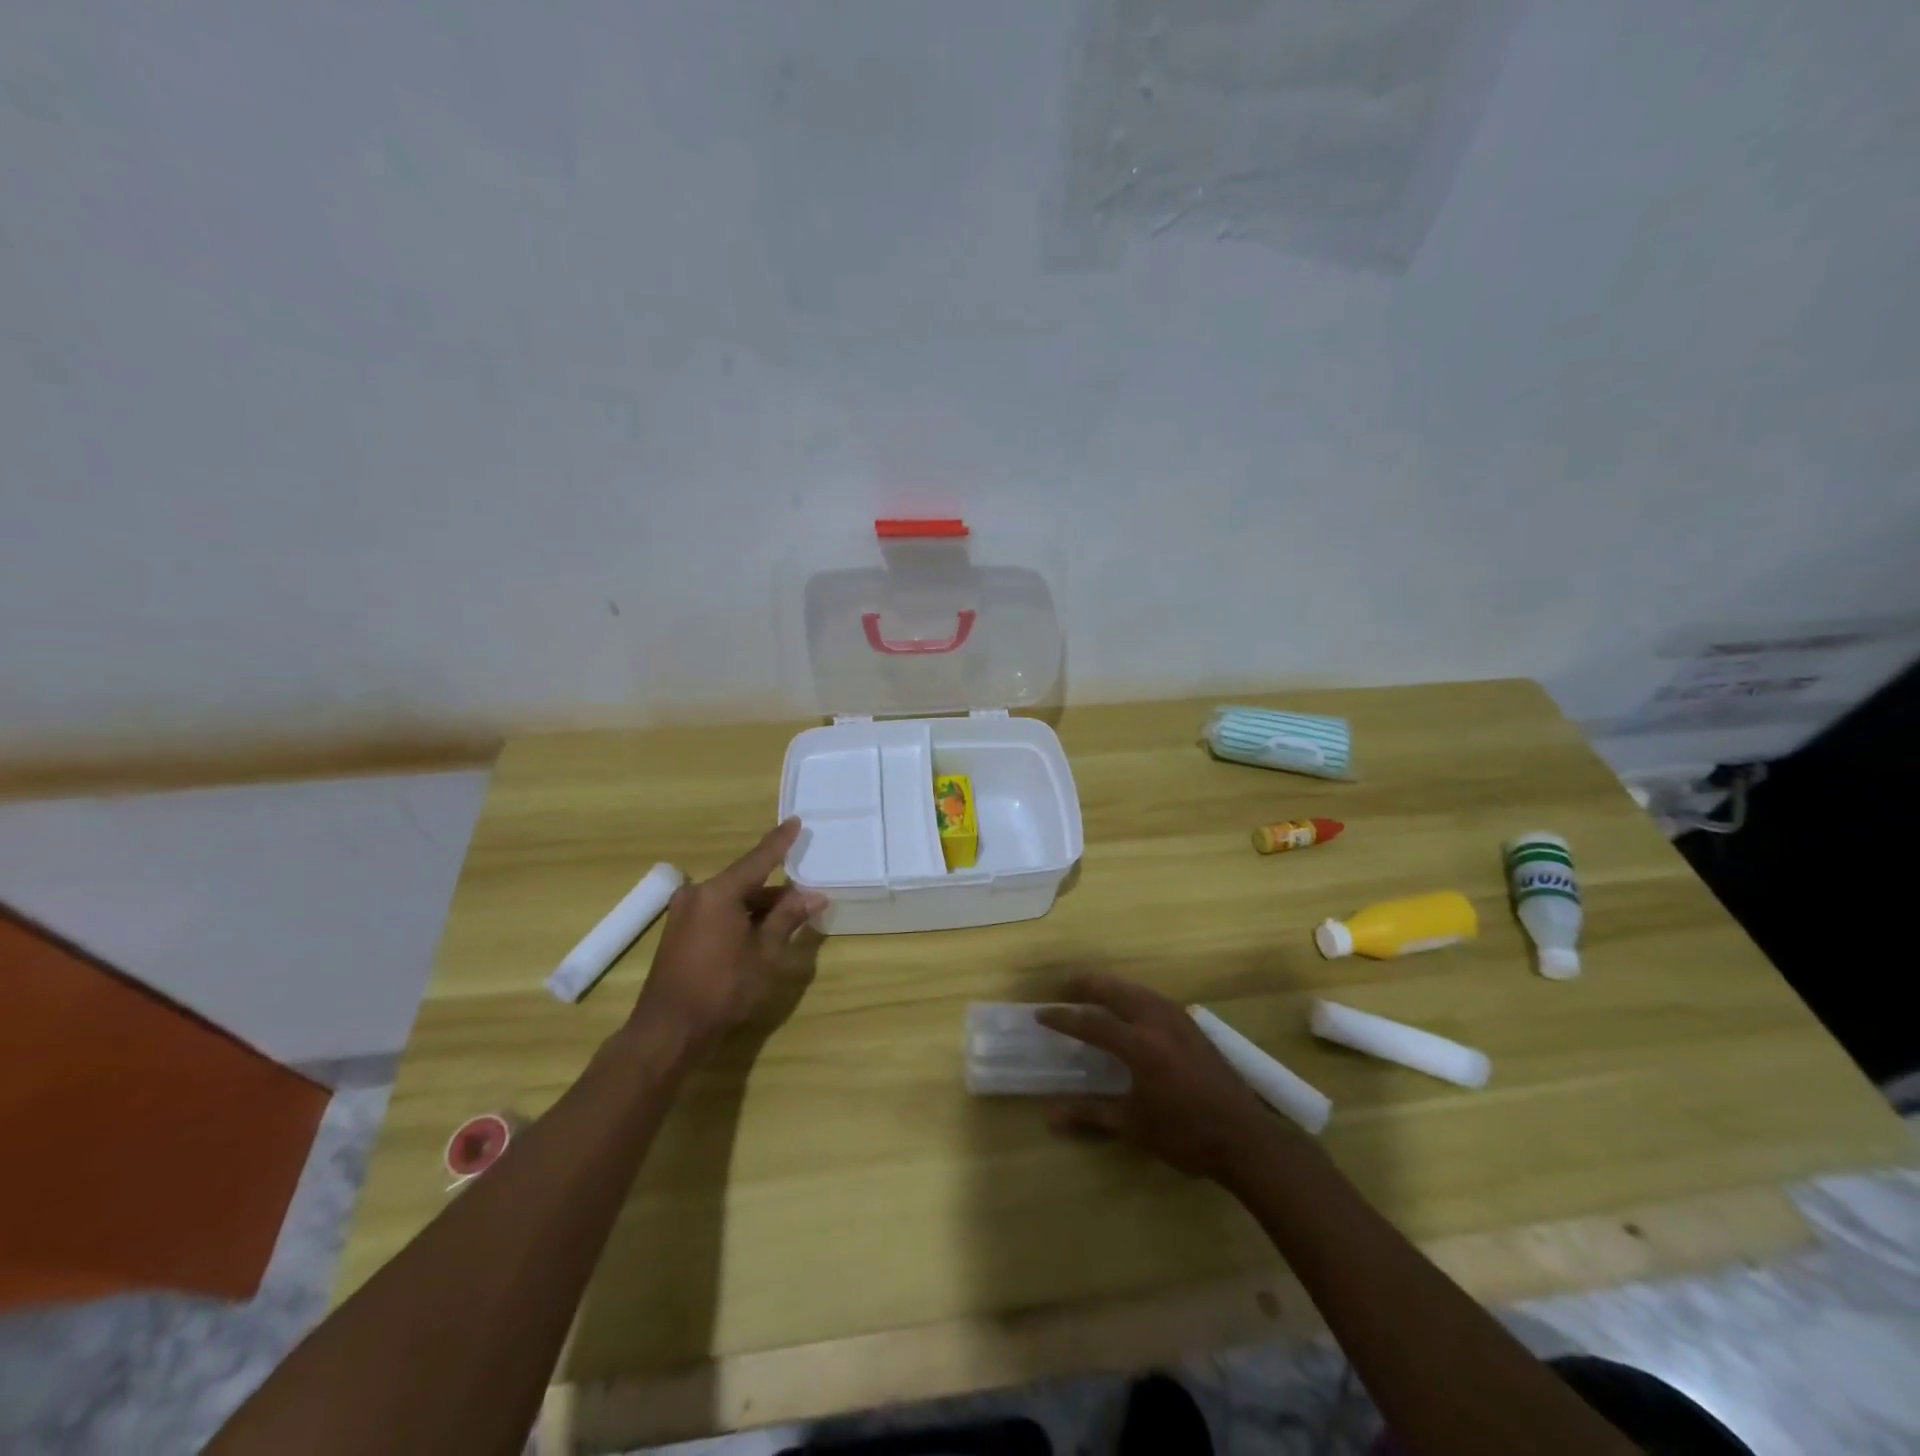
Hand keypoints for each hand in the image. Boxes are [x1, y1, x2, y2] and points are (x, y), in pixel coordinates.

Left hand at [629, 819, 825, 1054]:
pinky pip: (717, 912)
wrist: (668, 1030)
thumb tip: (814, 896)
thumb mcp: (764, 953)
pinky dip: (740, 916)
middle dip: (776, 889)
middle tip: (807, 894)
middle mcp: (698, 894)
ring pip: (732, 899)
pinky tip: (761, 929)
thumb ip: (787, 919)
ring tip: (790, 916)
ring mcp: (684, 913)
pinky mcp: (679, 932)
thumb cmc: (723, 988)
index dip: (780, 842)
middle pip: (745, 881)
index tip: (796, 821)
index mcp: (719, 893)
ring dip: (759, 906)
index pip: (758, 859)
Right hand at [1037, 973, 1284, 1181]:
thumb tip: (1050, 1115)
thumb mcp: (1134, 1126)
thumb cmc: (1185, 1135)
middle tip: (1066, 987)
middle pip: (1116, 992)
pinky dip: (1135, 995)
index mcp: (1140, 1045)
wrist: (1245, 1138)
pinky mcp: (1194, 1027)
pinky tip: (1133, 1006)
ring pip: (1139, 991)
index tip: (1042, 1014)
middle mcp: (1158, 1022)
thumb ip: (1091, 1114)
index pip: (1092, 1023)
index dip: (1064, 1018)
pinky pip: (1156, 999)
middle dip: (1089, 986)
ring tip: (1095, 990)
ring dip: (1113, 987)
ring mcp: (1180, 1021)